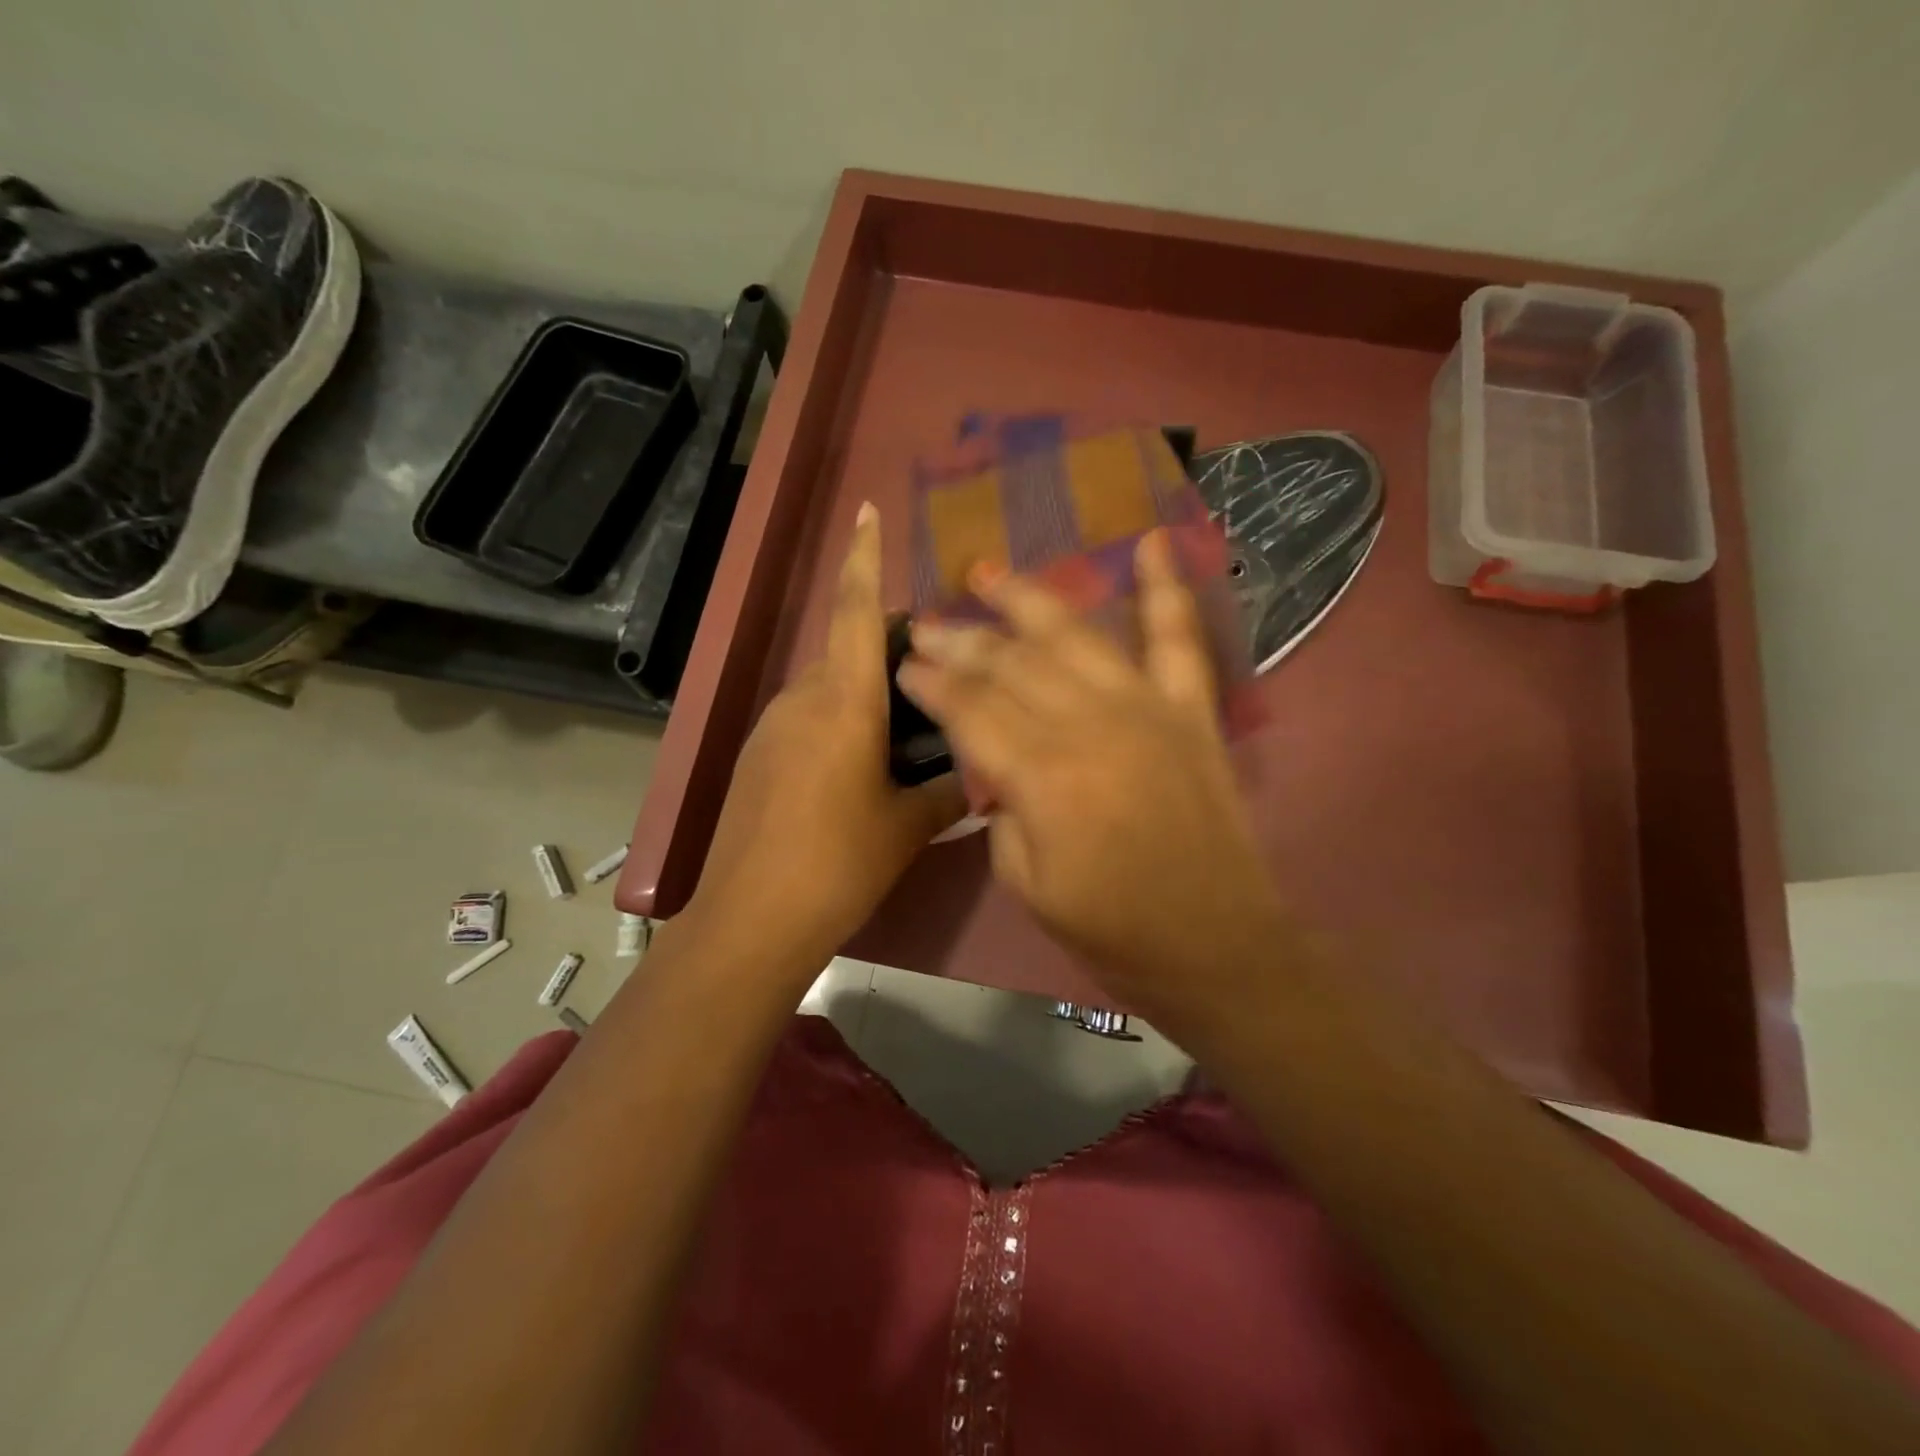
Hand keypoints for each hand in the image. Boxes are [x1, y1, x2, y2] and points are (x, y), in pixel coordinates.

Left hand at [684, 503, 964, 972]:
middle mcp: (803, 699)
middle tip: (937, 675)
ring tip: (909, 731)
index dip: (863, 557)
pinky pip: (808, 716)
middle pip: (847, 648)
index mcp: (843, 702)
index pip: (854, 611)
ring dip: (867, 690)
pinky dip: (841, 720)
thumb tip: (981, 776)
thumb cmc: (839, 863)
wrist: (751, 918)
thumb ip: (949, 790)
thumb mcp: (907, 826)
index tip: (867, 511)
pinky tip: (864, 768)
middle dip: (889, 647)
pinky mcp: (758, 755)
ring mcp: (773, 726)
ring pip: (829, 685)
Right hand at [896, 531, 1291, 1030]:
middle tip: (925, 622)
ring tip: (987, 570)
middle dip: (960, 638)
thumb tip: (999, 764)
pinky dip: (1167, 588)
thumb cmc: (1113, 932)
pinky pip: (1179, 640)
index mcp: (1045, 776)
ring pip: (1075, 634)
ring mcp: (1148, 709)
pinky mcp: (1192, 712)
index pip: (970, 709)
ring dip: (1027, 597)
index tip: (902, 663)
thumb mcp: (1028, 884)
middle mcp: (1092, 724)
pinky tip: (1152, 541)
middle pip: (1012, 663)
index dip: (931, 683)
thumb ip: (1003, 812)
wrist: (1217, 946)